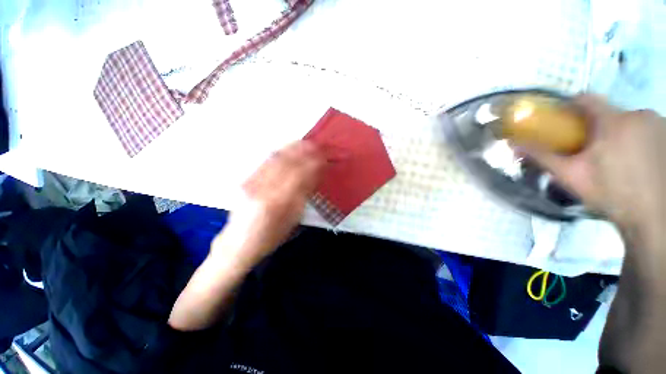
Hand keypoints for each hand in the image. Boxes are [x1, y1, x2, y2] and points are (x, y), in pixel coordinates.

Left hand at [212, 141, 324, 267]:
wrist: (239, 244)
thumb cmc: (271, 236)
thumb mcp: (293, 219)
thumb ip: (303, 195)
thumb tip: (314, 175)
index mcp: (279, 203)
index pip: (300, 175)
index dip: (313, 164)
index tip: (324, 157)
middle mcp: (263, 189)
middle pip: (287, 163)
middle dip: (304, 151)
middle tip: (317, 145)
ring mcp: (252, 182)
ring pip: (275, 159)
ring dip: (292, 148)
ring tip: (304, 142)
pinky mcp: (246, 180)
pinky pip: (266, 162)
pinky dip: (280, 152)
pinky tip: (288, 149)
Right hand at [525, 95, 665, 234]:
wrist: (652, 218)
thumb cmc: (611, 194)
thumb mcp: (570, 176)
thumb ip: (543, 157)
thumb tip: (514, 144)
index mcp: (613, 121)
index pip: (586, 100)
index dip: (570, 107)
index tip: (563, 122)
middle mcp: (639, 114)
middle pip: (608, 113)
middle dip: (597, 127)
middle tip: (591, 151)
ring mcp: (658, 124)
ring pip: (629, 121)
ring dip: (619, 133)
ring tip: (616, 159)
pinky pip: (646, 129)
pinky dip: (637, 139)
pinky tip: (637, 161)